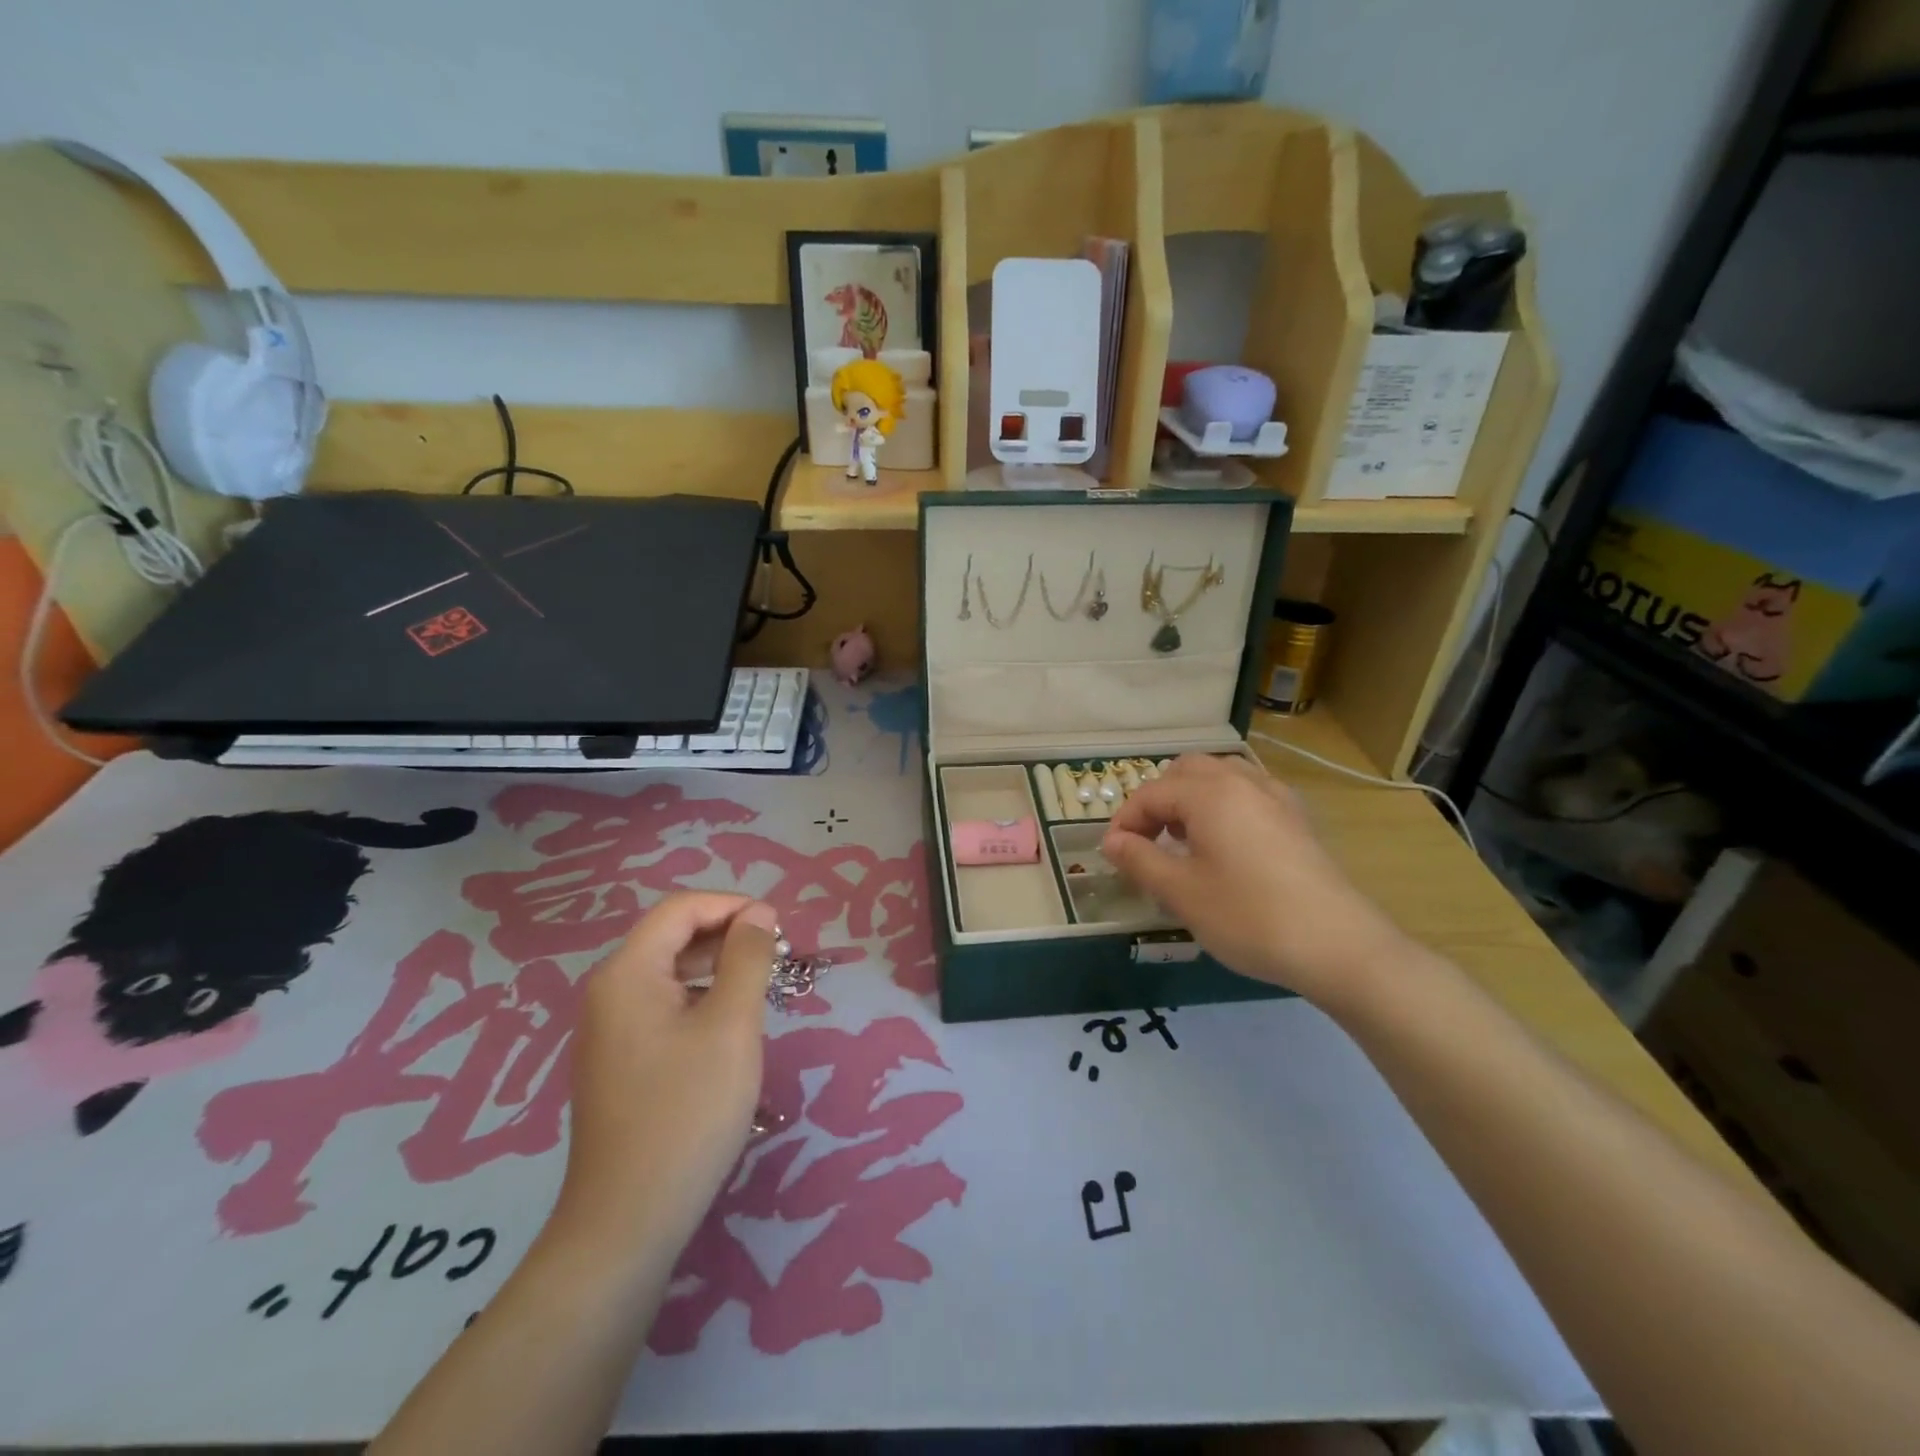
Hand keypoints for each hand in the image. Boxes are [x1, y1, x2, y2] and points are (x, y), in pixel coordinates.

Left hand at [550, 894, 776, 1262]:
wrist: (628, 1221)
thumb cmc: (687, 1112)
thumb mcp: (731, 1026)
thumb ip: (747, 959)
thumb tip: (758, 913)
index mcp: (627, 974)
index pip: (680, 909)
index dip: (731, 905)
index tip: (777, 926)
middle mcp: (609, 993)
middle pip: (671, 937)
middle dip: (726, 935)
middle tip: (776, 957)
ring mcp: (609, 1031)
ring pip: (668, 973)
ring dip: (716, 967)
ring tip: (760, 986)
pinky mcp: (618, 1062)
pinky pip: (661, 1007)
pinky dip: (699, 999)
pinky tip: (728, 1026)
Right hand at [1101, 754, 1410, 1007]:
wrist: (1339, 946)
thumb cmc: (1249, 917)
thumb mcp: (1182, 893)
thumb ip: (1139, 860)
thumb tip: (1111, 841)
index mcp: (1210, 794)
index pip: (1151, 794)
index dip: (1125, 822)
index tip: (1114, 856)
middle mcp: (1242, 782)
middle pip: (1186, 771)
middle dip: (1158, 800)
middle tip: (1147, 842)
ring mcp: (1276, 797)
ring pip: (1221, 776)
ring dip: (1191, 798)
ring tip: (1183, 839)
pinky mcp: (1298, 819)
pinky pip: (1249, 793)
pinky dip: (1224, 806)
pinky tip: (1226, 845)